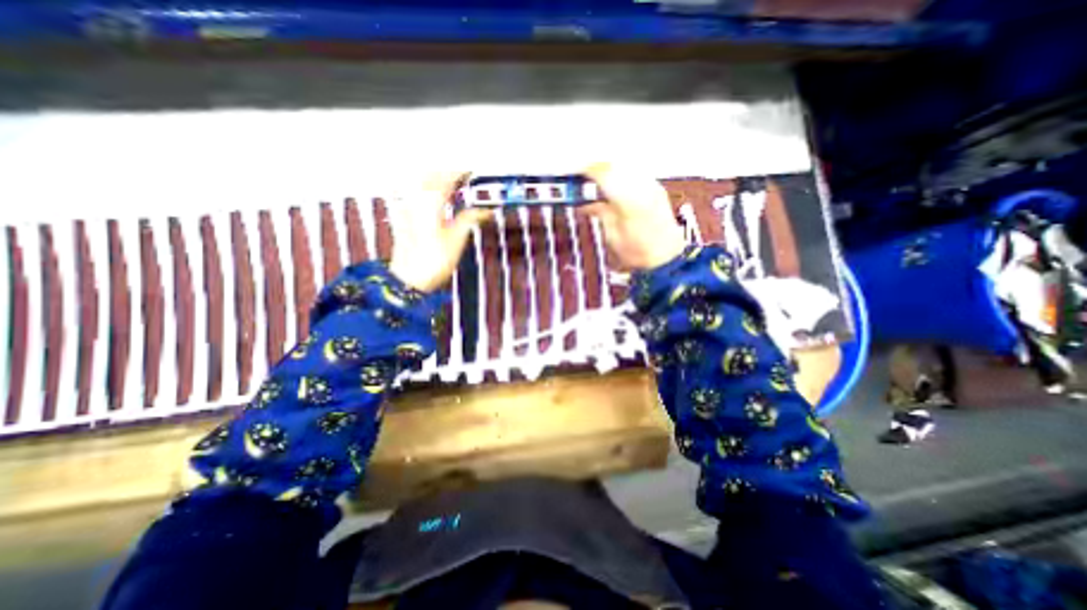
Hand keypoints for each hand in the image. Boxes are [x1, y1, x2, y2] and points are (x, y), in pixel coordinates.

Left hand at [386, 171, 487, 292]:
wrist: (409, 278)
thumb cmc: (435, 259)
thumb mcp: (457, 238)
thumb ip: (470, 218)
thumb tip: (487, 211)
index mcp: (430, 201)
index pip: (446, 178)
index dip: (460, 172)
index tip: (473, 171)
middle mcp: (415, 199)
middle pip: (431, 176)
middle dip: (447, 173)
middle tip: (464, 177)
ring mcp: (406, 207)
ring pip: (421, 184)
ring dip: (437, 180)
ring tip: (453, 186)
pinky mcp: (403, 216)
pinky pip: (415, 195)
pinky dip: (428, 191)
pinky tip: (437, 199)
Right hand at [582, 162, 682, 269]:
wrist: (667, 259)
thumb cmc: (637, 253)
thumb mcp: (611, 235)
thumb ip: (600, 213)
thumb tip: (586, 203)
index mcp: (627, 199)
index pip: (603, 173)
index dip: (586, 171)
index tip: (575, 174)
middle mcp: (642, 187)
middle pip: (615, 165)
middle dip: (597, 169)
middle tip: (583, 177)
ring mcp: (652, 186)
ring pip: (626, 166)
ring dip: (610, 171)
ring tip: (598, 183)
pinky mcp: (657, 190)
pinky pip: (635, 174)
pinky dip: (622, 176)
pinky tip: (615, 188)